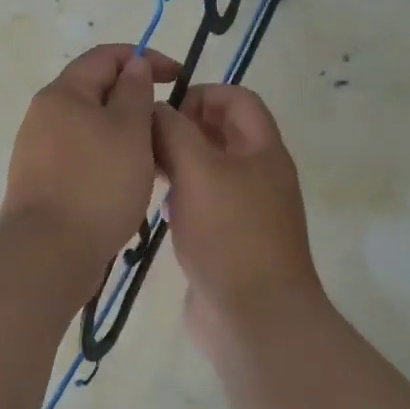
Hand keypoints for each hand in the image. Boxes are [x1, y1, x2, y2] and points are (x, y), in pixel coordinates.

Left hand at [0, 45, 181, 270]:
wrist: (49, 252)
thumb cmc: (97, 184)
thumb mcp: (130, 131)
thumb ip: (135, 92)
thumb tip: (134, 65)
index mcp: (63, 93)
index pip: (105, 56)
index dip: (145, 58)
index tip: (179, 77)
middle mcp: (44, 115)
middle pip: (96, 92)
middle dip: (135, 100)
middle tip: (168, 124)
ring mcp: (38, 150)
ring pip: (91, 128)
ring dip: (124, 134)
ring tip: (154, 158)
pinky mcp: (42, 181)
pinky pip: (82, 157)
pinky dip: (108, 159)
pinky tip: (127, 183)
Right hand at [152, 85, 324, 342]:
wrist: (254, 314)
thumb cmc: (229, 234)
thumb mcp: (198, 170)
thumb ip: (174, 131)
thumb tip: (155, 110)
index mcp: (263, 150)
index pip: (237, 99)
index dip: (202, 93)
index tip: (165, 110)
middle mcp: (259, 174)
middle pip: (222, 133)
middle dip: (184, 128)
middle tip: (147, 141)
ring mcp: (246, 209)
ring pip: (209, 169)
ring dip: (179, 163)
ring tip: (146, 171)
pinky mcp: (229, 239)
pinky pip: (204, 203)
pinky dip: (181, 196)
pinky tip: (158, 208)